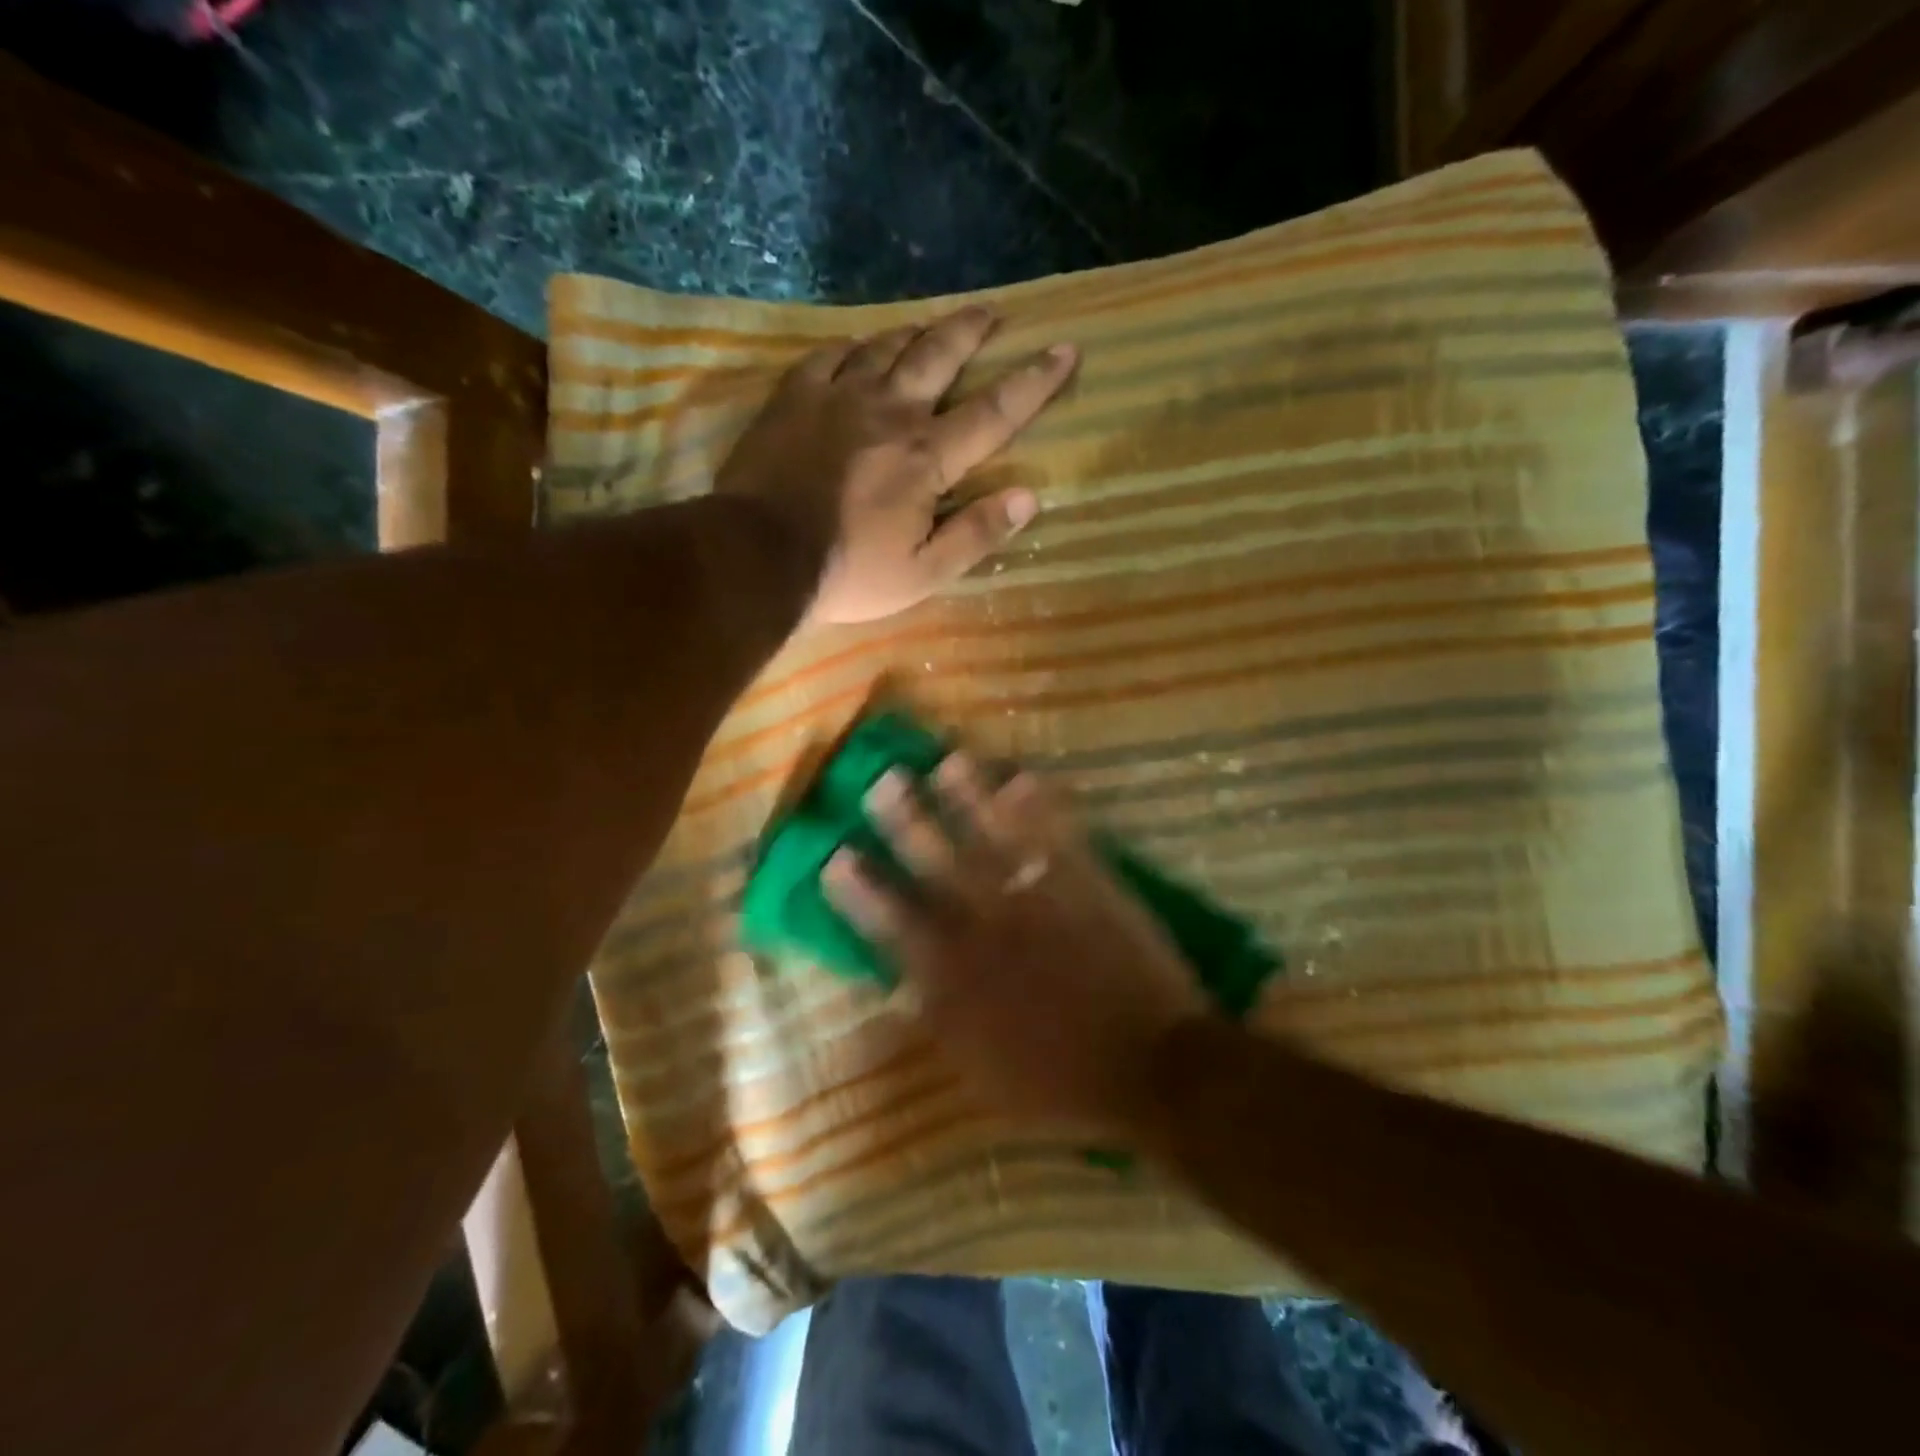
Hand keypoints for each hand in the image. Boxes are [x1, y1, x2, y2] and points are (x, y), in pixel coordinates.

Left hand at [714, 306, 1077, 625]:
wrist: (758, 556)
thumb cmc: (848, 574)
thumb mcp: (923, 574)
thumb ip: (976, 534)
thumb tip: (1029, 497)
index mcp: (928, 457)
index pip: (995, 411)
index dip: (1036, 381)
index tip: (1065, 349)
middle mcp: (890, 412)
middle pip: (940, 356)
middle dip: (972, 331)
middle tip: (992, 313)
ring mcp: (838, 397)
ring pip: (886, 346)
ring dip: (916, 334)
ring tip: (931, 328)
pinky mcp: (794, 397)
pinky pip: (830, 355)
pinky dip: (853, 348)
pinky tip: (858, 349)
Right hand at [822, 754, 1208, 1130]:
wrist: (1152, 1067)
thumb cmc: (1061, 1083)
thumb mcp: (982, 1075)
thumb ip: (937, 1022)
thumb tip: (898, 987)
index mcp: (957, 977)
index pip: (894, 923)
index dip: (861, 889)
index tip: (836, 856)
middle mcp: (990, 926)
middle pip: (938, 862)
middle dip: (906, 819)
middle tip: (883, 780)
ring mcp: (1040, 898)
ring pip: (995, 836)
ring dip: (970, 796)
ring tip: (949, 761)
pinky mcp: (1088, 884)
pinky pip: (1058, 834)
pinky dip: (1040, 805)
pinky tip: (1023, 776)